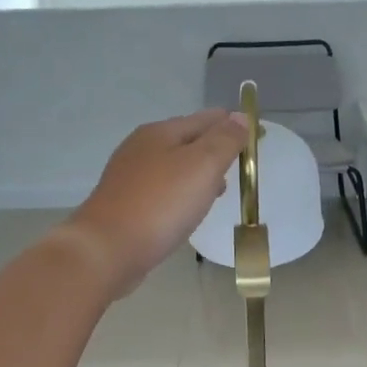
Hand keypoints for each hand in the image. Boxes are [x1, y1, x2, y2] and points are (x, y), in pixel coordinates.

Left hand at [61, 110, 249, 298]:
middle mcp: (142, 147)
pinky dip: (181, 193)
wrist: (108, 249)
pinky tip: (188, 211)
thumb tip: (240, 117)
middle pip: (188, 140)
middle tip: (240, 166)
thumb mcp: (202, 165)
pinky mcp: (126, 204)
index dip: (234, 126)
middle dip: (216, 148)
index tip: (258, 139)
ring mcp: (130, 176)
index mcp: (161, 132)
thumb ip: (225, 140)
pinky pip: (163, 190)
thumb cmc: (161, 204)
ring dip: (198, 173)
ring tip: (218, 190)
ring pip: (174, 166)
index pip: (207, 118)